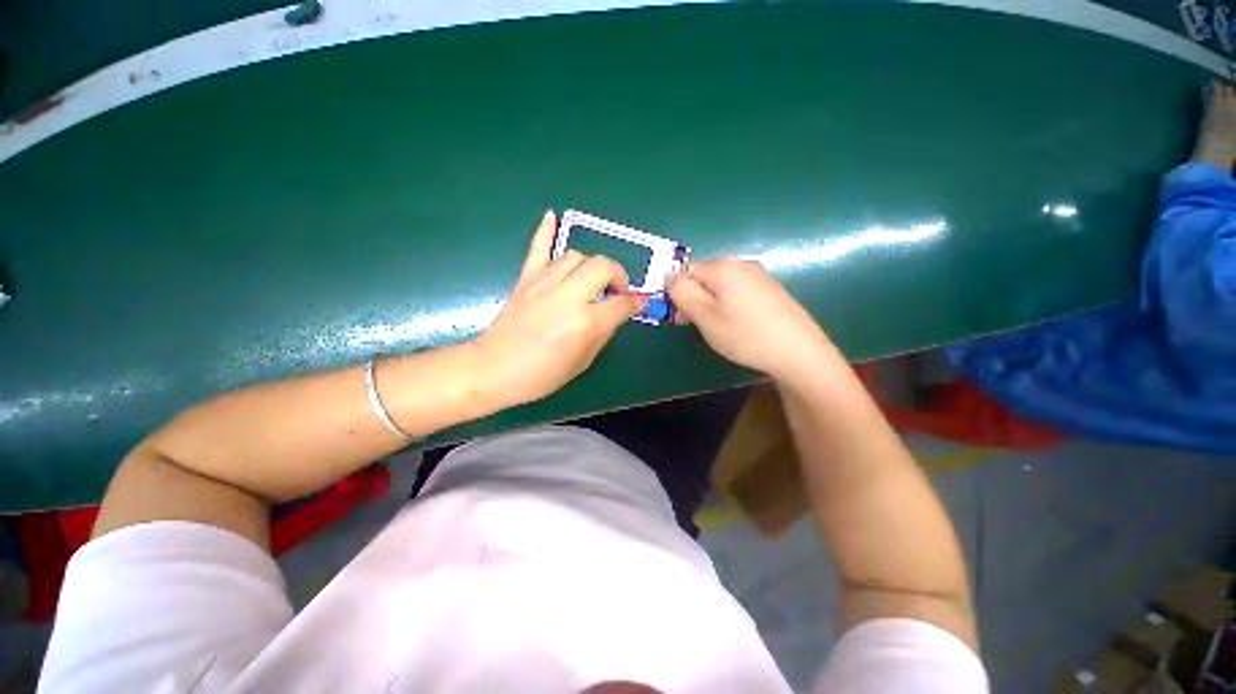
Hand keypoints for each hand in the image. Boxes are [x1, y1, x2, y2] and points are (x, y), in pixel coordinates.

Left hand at [475, 211, 644, 405]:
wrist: (495, 369)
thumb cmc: (542, 374)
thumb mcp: (583, 361)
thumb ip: (604, 332)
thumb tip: (617, 313)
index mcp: (585, 322)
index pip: (621, 303)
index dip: (634, 303)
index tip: (638, 303)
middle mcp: (568, 296)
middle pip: (603, 267)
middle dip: (618, 275)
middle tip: (616, 290)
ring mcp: (545, 283)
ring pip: (577, 256)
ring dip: (591, 265)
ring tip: (591, 280)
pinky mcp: (526, 278)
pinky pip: (538, 247)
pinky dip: (546, 230)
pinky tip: (552, 216)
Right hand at [668, 259, 836, 382]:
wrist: (798, 352)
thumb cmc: (745, 335)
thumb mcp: (705, 317)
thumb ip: (683, 293)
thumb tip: (671, 276)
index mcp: (723, 267)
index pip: (687, 271)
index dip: (680, 293)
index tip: (683, 317)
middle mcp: (742, 264)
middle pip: (705, 276)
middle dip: (696, 297)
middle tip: (701, 324)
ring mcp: (760, 275)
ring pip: (722, 284)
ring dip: (712, 302)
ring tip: (721, 327)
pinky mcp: (771, 289)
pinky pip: (739, 290)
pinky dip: (731, 304)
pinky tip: (740, 324)